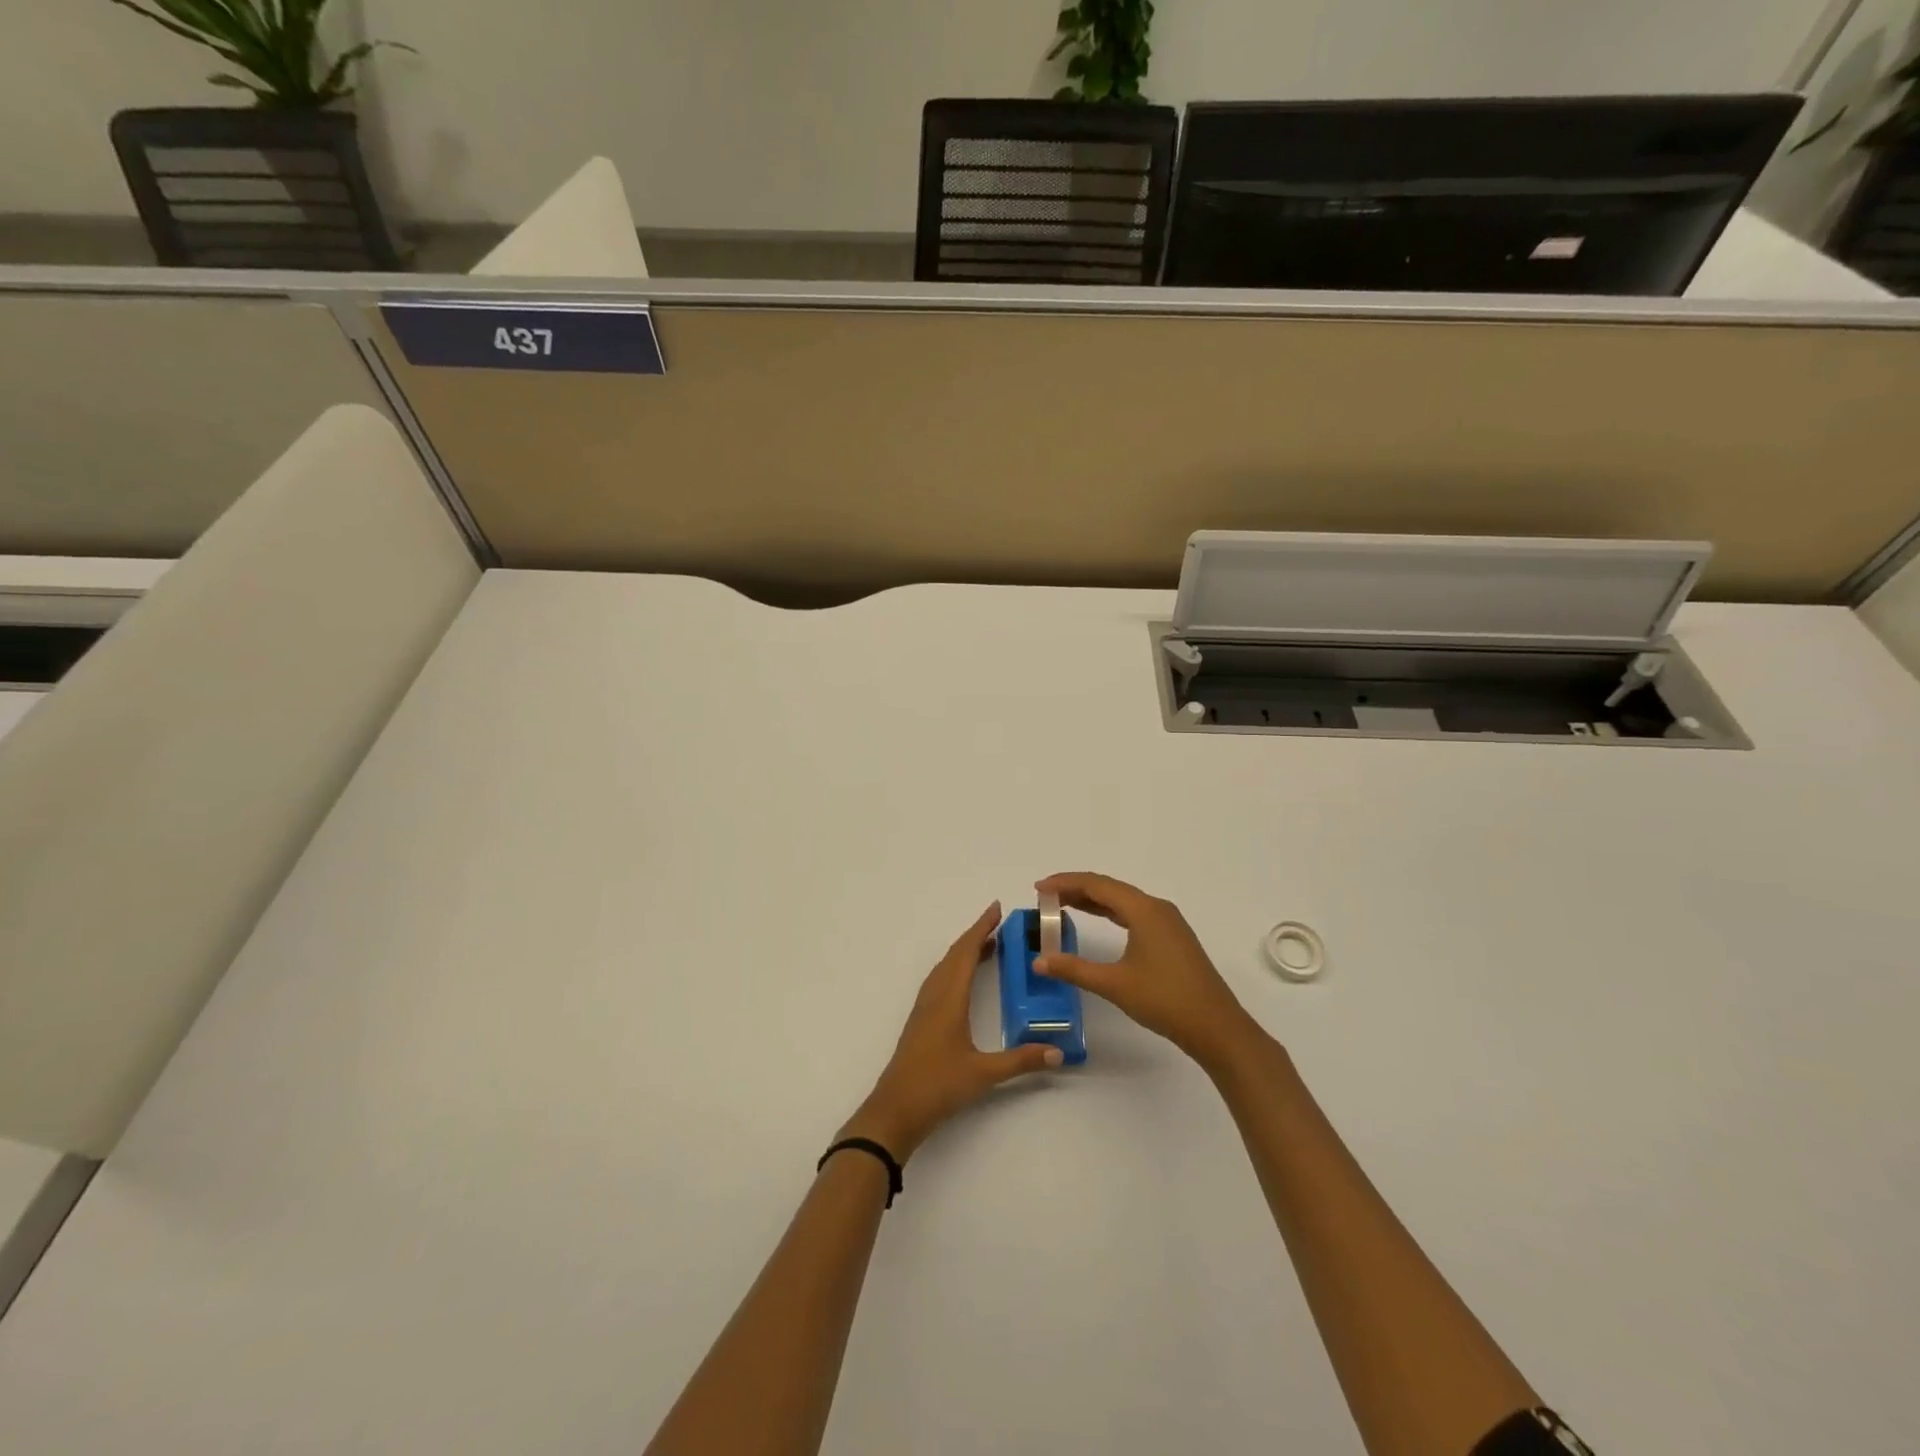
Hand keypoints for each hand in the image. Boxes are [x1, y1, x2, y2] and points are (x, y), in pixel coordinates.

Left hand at [841, 902, 1061, 1160]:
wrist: (895, 1111)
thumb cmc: (937, 1086)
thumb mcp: (984, 1074)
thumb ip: (1021, 1060)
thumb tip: (1058, 1052)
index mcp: (948, 998)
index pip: (966, 952)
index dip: (981, 928)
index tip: (996, 909)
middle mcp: (934, 996)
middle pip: (954, 955)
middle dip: (976, 935)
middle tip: (1000, 924)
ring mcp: (924, 1008)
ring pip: (945, 968)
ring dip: (965, 952)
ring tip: (989, 946)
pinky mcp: (921, 1021)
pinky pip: (940, 981)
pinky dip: (955, 969)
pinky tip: (965, 980)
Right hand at [1033, 872, 1258, 1070]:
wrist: (1217, 1027)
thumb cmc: (1165, 1000)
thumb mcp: (1114, 984)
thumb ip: (1074, 969)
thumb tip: (1039, 961)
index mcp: (1143, 910)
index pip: (1096, 885)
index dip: (1065, 883)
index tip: (1038, 889)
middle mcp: (1156, 908)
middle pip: (1109, 888)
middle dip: (1075, 889)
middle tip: (1045, 898)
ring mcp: (1168, 922)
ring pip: (1123, 901)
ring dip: (1093, 901)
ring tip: (1063, 906)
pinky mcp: (1172, 938)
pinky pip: (1134, 914)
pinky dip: (1110, 913)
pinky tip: (1098, 922)